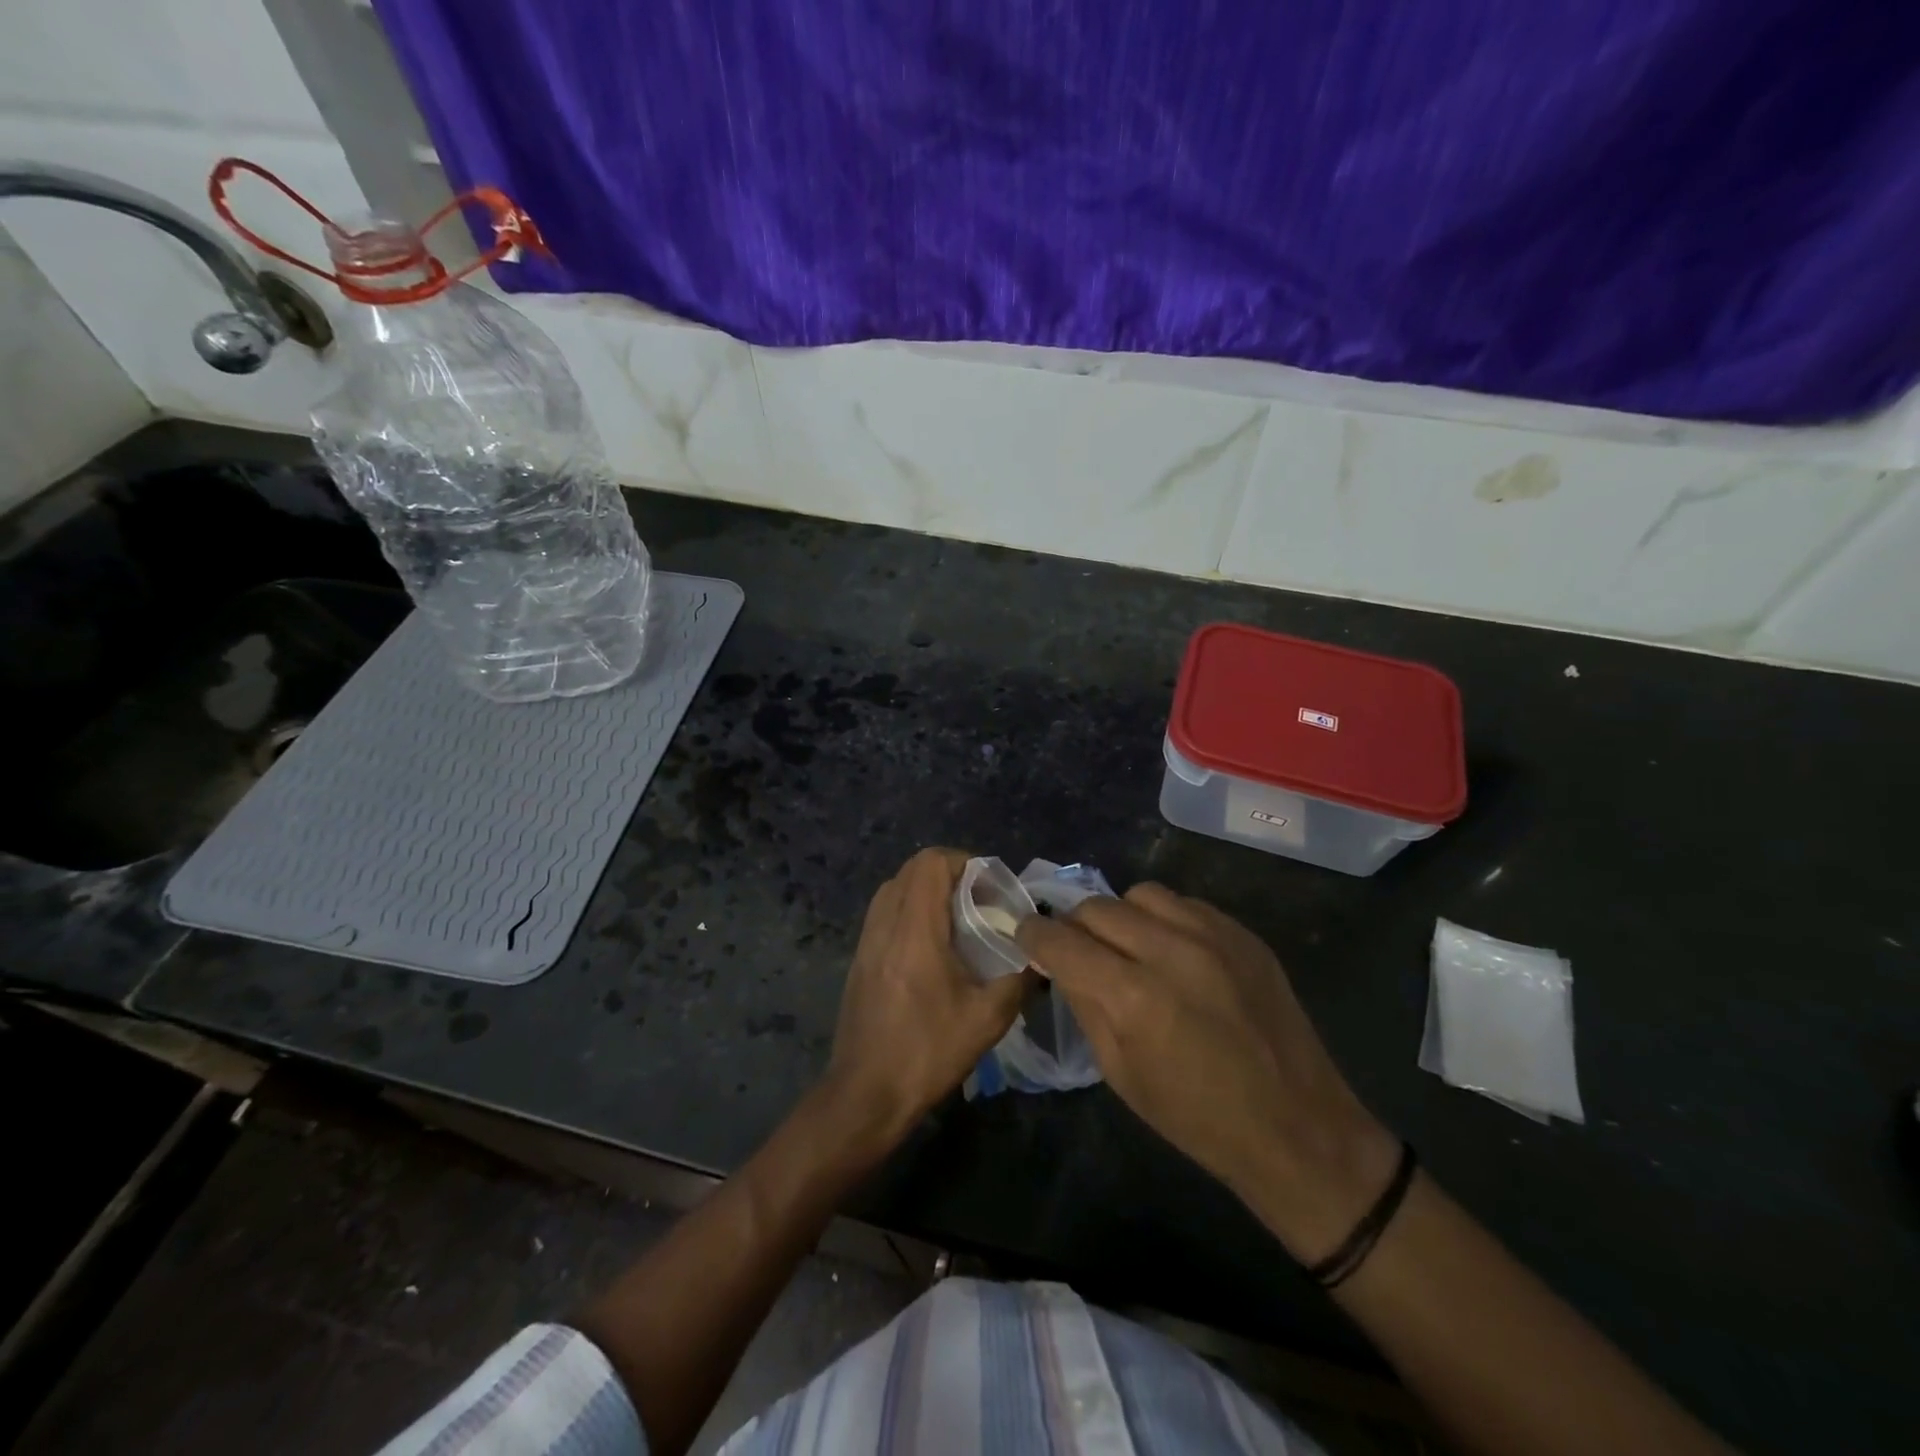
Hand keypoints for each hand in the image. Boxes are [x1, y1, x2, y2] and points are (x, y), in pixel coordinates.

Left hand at [823, 848, 1033, 1149]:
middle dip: (949, 872)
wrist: (866, 1094)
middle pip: (911, 868)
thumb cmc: (927, 1053)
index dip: (964, 862)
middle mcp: (885, 925)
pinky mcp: (860, 958)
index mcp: (914, 931)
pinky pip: (885, 912)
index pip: (931, 863)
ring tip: (958, 919)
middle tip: (979, 900)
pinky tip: (933, 945)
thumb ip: (1019, 979)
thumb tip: (1040, 958)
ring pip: (895, 888)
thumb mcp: (987, 1019)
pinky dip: (910, 910)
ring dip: (927, 890)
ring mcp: (866, 940)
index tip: (990, 887)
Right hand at [1016, 884, 1399, 1262]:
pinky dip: (1164, 920)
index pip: (1061, 940)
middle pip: (1096, 907)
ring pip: (1140, 894)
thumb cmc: (1197, 1118)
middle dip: (1074, 925)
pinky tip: (1173, 952)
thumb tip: (1060, 963)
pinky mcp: (1243, 933)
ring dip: (1121, 916)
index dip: (1034, 935)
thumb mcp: (1120, 1073)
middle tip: (1077, 949)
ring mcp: (1213, 935)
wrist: (1297, 1127)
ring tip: (1129, 946)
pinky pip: (1184, 904)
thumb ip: (1085, 1005)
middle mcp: (1170, 950)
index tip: (1026, 936)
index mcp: (1133, 996)